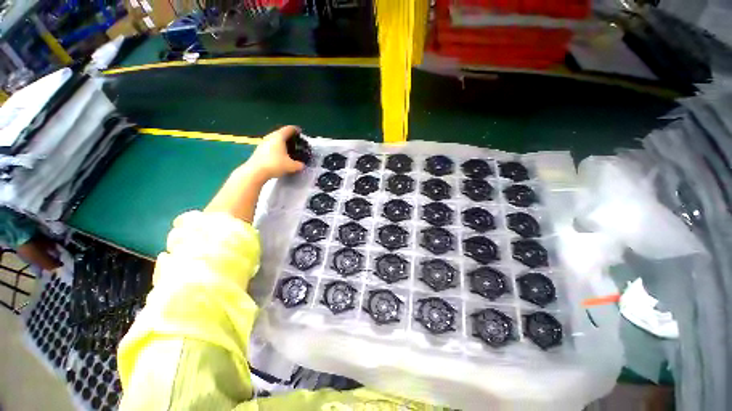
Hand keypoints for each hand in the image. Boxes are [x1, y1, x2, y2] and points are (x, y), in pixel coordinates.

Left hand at [243, 126, 304, 180]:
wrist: (255, 171)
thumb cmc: (275, 164)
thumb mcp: (291, 166)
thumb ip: (299, 165)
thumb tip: (301, 165)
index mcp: (279, 137)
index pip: (289, 129)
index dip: (296, 130)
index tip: (300, 133)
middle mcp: (270, 137)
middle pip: (281, 133)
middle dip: (289, 137)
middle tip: (296, 143)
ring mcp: (263, 143)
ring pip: (275, 140)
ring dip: (282, 143)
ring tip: (288, 150)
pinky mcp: (259, 150)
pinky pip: (270, 146)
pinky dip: (276, 149)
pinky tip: (280, 156)